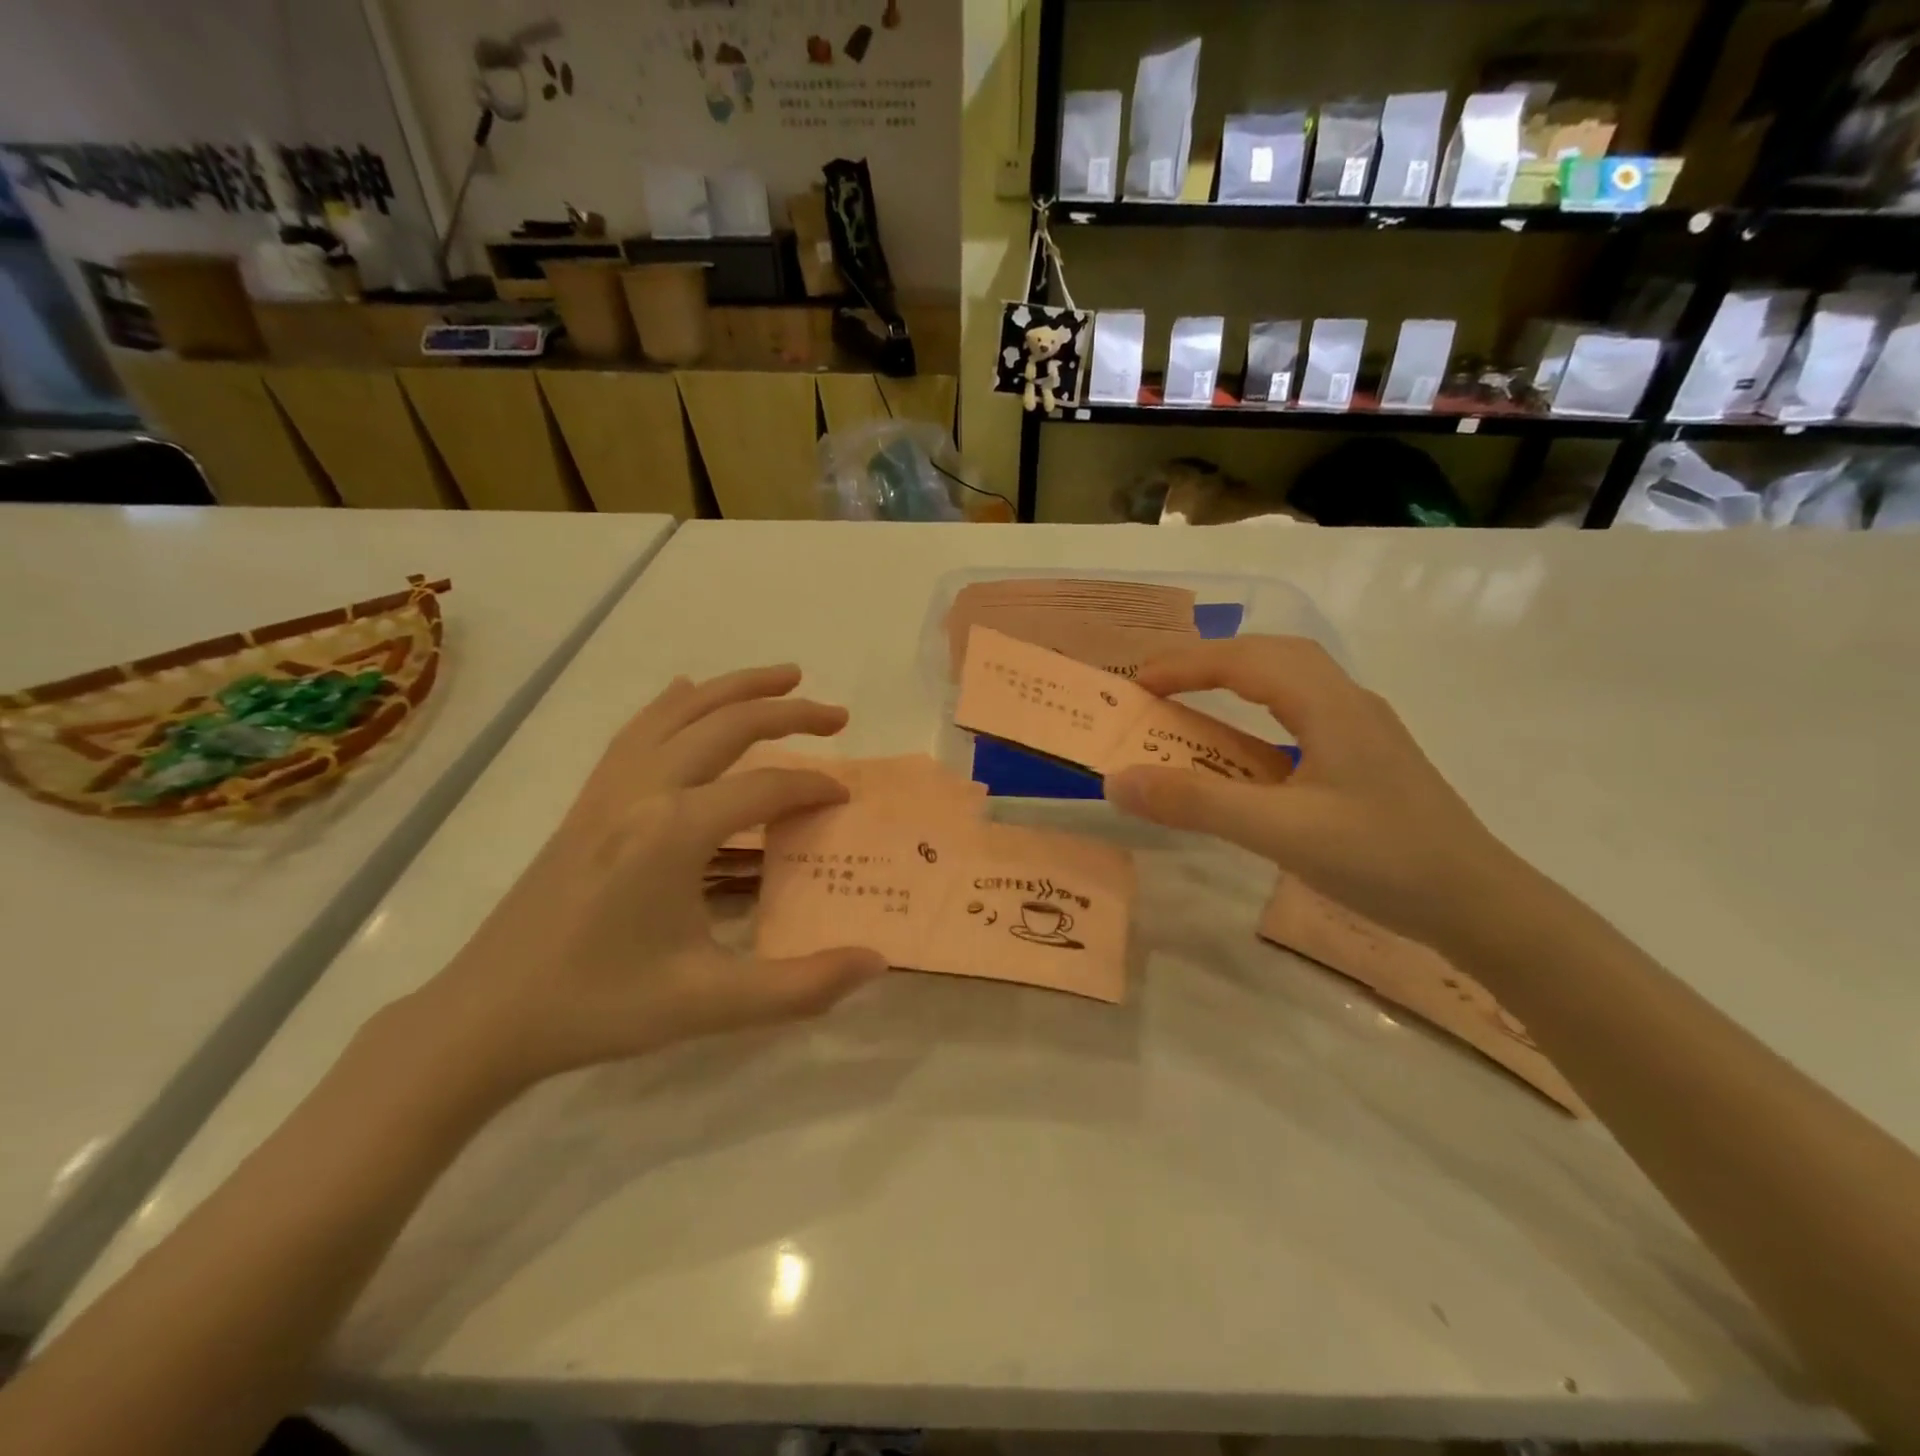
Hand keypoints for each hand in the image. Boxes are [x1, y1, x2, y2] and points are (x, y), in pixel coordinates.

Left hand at [415, 666, 886, 1093]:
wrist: (486, 1016)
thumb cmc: (600, 1006)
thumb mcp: (709, 1005)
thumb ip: (801, 986)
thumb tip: (876, 961)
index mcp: (674, 831)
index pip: (766, 788)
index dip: (814, 787)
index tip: (846, 800)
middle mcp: (643, 792)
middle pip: (727, 725)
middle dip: (790, 712)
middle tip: (839, 716)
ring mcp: (608, 790)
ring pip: (680, 712)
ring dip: (736, 688)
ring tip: (783, 678)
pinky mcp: (588, 801)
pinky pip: (639, 731)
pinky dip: (675, 704)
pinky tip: (687, 694)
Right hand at [1104, 637, 1528, 950]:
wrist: (1482, 907)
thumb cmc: (1383, 861)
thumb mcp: (1280, 832)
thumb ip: (1196, 803)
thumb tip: (1118, 780)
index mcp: (1330, 705)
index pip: (1246, 660)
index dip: (1186, 664)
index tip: (1137, 683)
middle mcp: (1349, 703)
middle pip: (1273, 655)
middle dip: (1210, 660)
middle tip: (1161, 684)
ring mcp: (1364, 730)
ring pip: (1292, 680)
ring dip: (1238, 679)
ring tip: (1195, 701)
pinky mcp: (1368, 759)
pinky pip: (1302, 712)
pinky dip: (1260, 711)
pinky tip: (1250, 749)